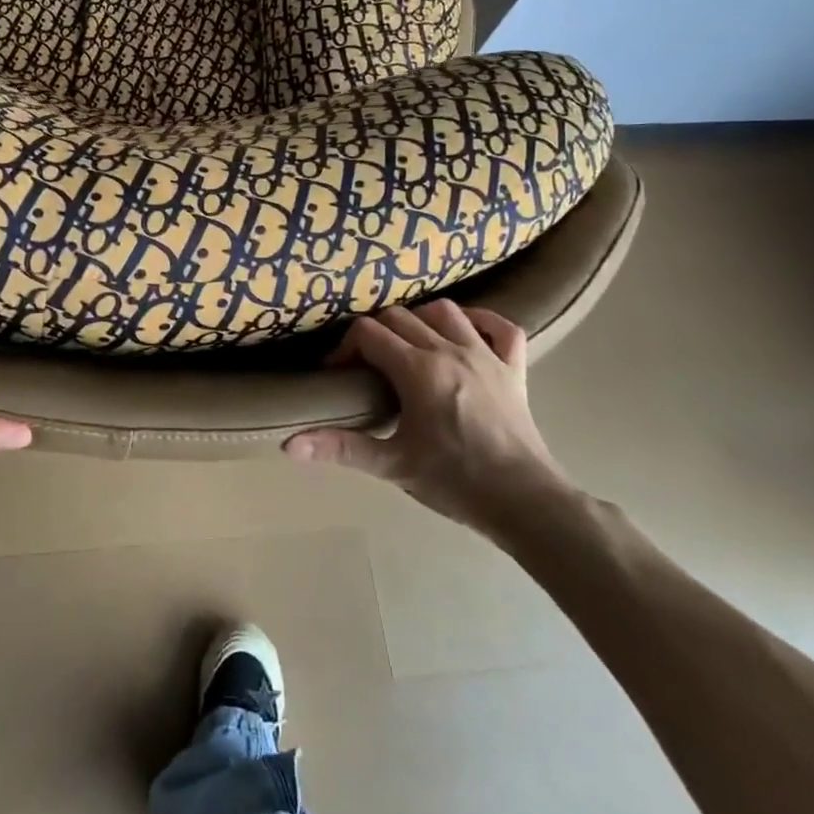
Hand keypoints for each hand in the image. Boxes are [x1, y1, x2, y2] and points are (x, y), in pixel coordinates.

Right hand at [284, 301, 577, 542]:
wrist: (525, 502)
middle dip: (376, 334)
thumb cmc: (454, 482)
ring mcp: (486, 355)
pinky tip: (465, 332)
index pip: (369, 333)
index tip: (339, 373)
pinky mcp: (514, 369)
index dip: (346, 348)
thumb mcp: (391, 465)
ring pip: (445, 312)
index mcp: (418, 370)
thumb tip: (289, 445)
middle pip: (400, 317)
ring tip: (408, 346)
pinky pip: (501, 327)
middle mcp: (450, 350)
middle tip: (367, 365)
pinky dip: (481, 320)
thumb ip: (340, 448)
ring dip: (420, 320)